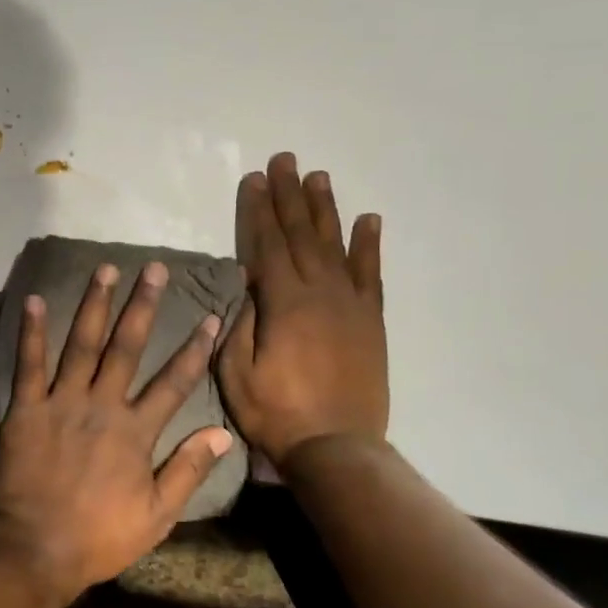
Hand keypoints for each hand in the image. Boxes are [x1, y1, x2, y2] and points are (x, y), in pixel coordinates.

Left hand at [0, 262, 231, 602]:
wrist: (34, 549)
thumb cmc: (98, 536)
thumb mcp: (156, 515)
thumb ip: (188, 470)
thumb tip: (222, 433)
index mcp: (136, 431)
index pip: (174, 382)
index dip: (195, 348)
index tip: (210, 316)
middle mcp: (102, 405)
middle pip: (128, 347)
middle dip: (143, 305)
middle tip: (154, 268)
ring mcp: (62, 402)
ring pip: (82, 344)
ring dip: (95, 304)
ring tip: (105, 269)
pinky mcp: (26, 408)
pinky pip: (28, 364)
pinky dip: (30, 331)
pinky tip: (32, 299)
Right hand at [217, 152, 388, 467]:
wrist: (338, 446)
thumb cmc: (276, 412)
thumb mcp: (237, 373)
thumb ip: (239, 324)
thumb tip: (246, 284)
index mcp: (285, 303)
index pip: (268, 245)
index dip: (260, 210)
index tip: (256, 179)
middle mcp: (320, 292)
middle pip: (301, 234)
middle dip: (290, 195)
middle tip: (284, 160)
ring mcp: (350, 304)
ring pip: (336, 245)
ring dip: (325, 209)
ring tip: (319, 176)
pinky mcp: (370, 320)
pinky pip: (371, 274)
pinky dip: (369, 245)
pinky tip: (368, 220)